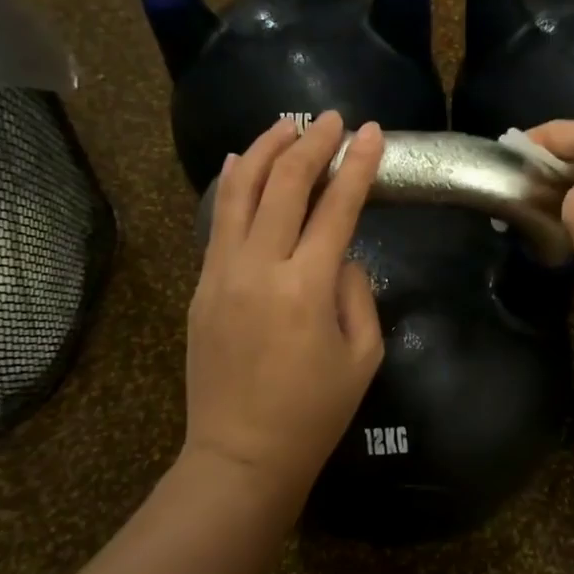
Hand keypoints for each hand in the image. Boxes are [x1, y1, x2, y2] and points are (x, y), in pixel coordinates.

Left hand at [184, 112, 384, 500]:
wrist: (240, 456)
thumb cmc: (314, 413)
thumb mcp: (362, 356)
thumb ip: (356, 293)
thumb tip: (339, 255)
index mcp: (308, 287)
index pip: (337, 206)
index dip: (357, 164)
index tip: (371, 132)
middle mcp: (261, 267)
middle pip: (285, 184)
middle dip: (312, 143)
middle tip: (331, 117)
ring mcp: (222, 273)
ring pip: (239, 191)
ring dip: (264, 150)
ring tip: (285, 125)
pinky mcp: (202, 285)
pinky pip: (217, 221)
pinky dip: (231, 184)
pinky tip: (241, 162)